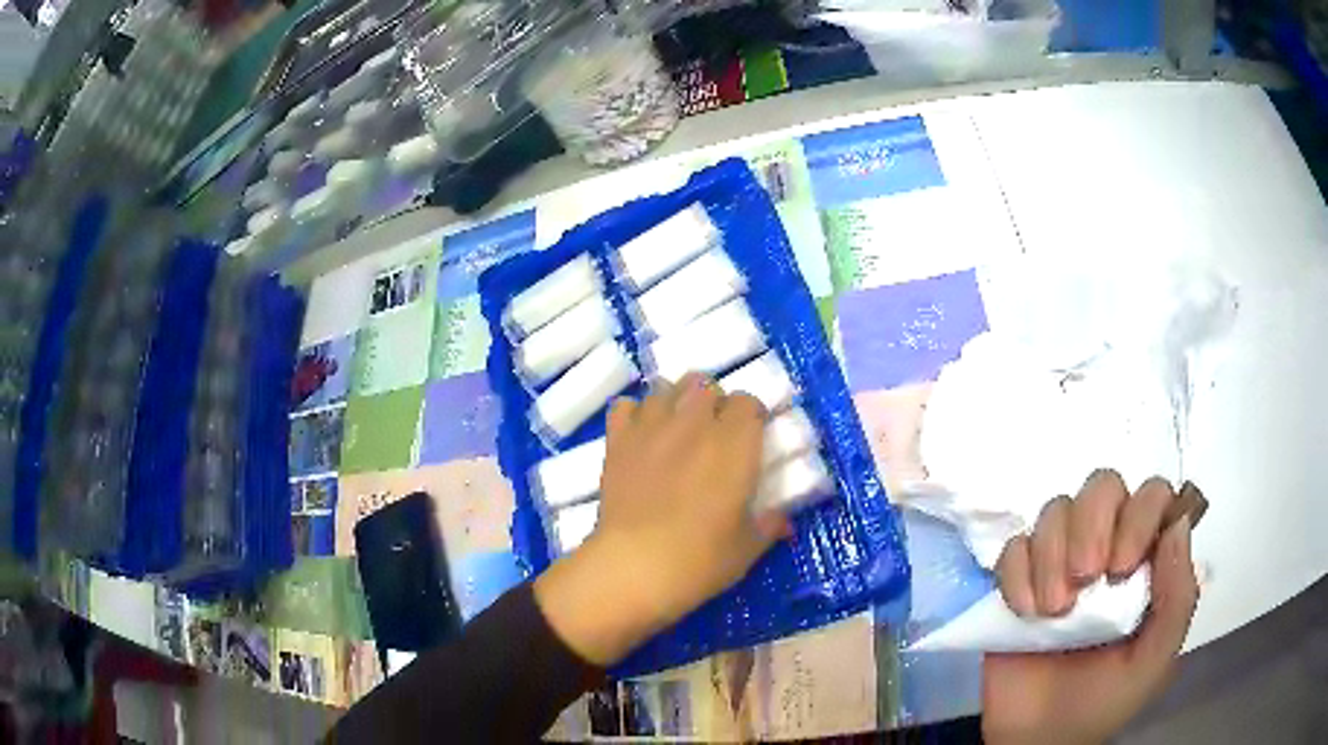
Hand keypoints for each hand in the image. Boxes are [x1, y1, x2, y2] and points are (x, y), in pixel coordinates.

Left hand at [534, 373, 787, 665]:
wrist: (634, 566)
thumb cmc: (700, 560)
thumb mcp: (746, 548)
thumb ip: (768, 526)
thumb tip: (783, 521)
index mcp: (734, 444)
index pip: (748, 401)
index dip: (750, 417)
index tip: (750, 439)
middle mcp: (694, 423)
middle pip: (706, 385)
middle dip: (714, 402)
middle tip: (714, 434)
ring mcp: (651, 427)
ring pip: (667, 387)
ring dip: (677, 400)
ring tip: (678, 428)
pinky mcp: (617, 440)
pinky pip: (625, 405)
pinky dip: (635, 413)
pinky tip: (640, 434)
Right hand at [982, 470, 1200, 744]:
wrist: (1038, 740)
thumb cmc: (1105, 701)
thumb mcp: (1154, 661)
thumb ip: (1178, 600)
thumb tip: (1177, 527)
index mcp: (1146, 561)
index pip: (1152, 495)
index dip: (1139, 514)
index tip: (1121, 568)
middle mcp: (1106, 548)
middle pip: (1102, 486)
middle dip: (1092, 525)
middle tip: (1085, 581)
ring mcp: (1059, 563)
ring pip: (1055, 510)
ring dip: (1051, 555)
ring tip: (1053, 612)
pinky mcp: (1018, 583)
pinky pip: (1012, 548)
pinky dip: (1016, 574)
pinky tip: (1024, 615)